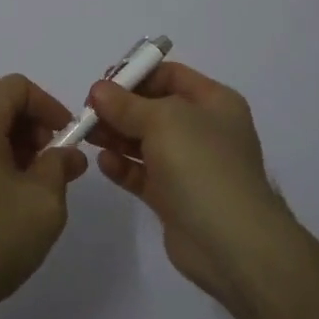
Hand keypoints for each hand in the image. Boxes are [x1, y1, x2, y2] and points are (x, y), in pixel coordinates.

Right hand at [89, 62, 292, 303]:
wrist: (231, 243)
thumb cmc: (202, 164)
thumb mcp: (163, 120)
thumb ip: (126, 104)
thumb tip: (99, 91)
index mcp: (213, 102)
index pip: (171, 75)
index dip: (137, 75)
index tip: (103, 85)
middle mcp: (203, 130)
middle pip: (154, 108)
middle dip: (120, 108)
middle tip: (87, 112)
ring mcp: (190, 166)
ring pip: (145, 142)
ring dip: (116, 136)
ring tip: (87, 135)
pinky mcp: (174, 198)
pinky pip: (143, 174)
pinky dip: (123, 166)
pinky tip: (104, 163)